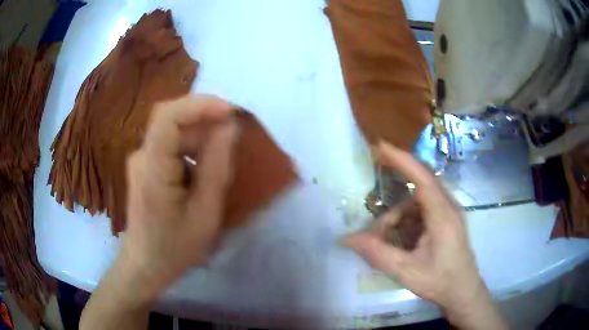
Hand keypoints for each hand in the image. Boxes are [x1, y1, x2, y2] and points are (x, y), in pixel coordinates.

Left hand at [118, 94, 236, 303]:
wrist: (145, 265)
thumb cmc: (175, 248)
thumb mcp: (205, 213)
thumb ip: (216, 167)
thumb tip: (228, 127)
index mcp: (152, 168)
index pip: (168, 117)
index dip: (200, 105)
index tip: (231, 112)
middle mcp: (141, 156)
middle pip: (173, 121)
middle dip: (206, 122)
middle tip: (233, 141)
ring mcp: (140, 160)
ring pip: (173, 133)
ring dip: (200, 139)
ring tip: (219, 165)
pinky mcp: (144, 166)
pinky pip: (170, 146)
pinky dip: (191, 150)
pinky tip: (201, 174)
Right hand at [345, 143, 503, 327]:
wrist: (463, 292)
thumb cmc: (439, 281)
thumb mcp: (405, 271)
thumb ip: (376, 253)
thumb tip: (347, 239)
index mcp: (443, 215)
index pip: (422, 177)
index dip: (401, 159)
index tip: (380, 146)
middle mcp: (449, 206)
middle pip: (419, 185)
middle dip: (394, 189)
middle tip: (374, 193)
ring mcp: (449, 212)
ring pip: (418, 200)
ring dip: (398, 215)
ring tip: (384, 240)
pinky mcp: (447, 219)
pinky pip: (423, 210)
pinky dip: (407, 221)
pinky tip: (400, 241)